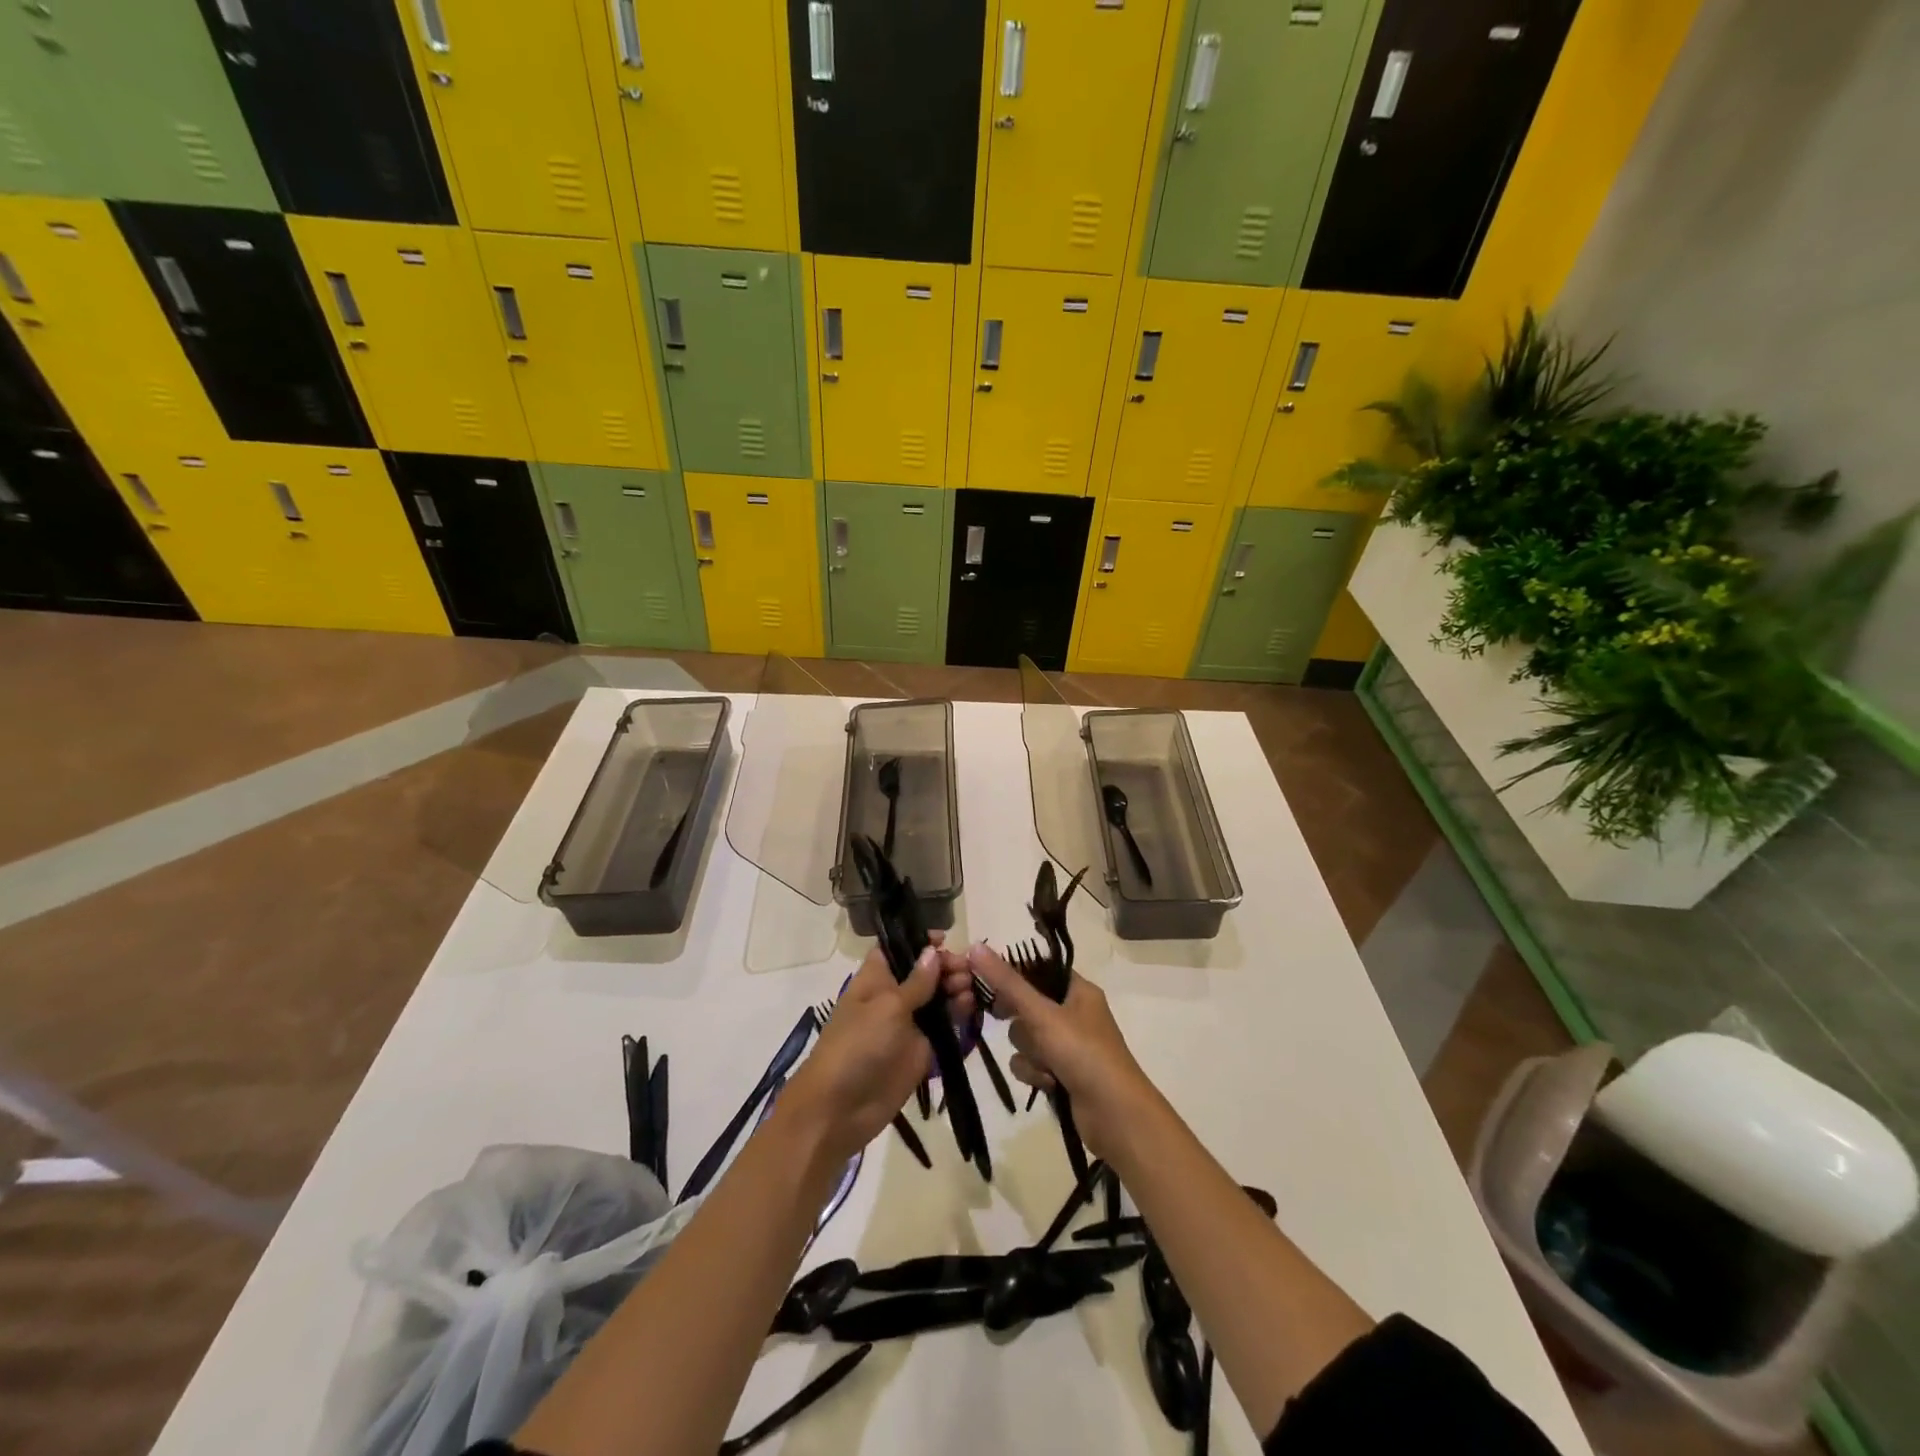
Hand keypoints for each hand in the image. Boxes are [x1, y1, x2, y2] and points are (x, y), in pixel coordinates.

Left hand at [782, 934, 975, 1163]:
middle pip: (924, 971)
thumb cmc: (857, 1045)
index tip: (945, 938)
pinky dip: (959, 1015)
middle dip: (946, 965)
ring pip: (938, 997)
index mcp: (876, 978)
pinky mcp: (922, 1049)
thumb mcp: (888, 1007)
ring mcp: (909, 1023)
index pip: (898, 949)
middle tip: (967, 969)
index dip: (920, 941)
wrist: (841, 1109)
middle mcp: (893, 996)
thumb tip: (933, 951)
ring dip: (956, 988)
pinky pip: (945, 1026)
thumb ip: (916, 982)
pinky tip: (970, 1008)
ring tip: (969, 988)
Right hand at [968, 944, 1157, 1163]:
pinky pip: (1031, 1063)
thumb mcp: (1042, 1014)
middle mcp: (1073, 1013)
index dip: (1013, 975)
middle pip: (1026, 1005)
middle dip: (1020, 1022)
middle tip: (1004, 1019)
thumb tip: (975, 946)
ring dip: (1029, 1052)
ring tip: (1046, 1064)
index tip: (989, 984)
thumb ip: (1007, 983)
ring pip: (1026, 1037)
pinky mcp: (1061, 1073)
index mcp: (1078, 990)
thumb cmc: (1083, 1053)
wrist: (1115, 1115)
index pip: (1037, 970)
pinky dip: (1035, 1073)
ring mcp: (1068, 1045)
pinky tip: (1048, 1083)